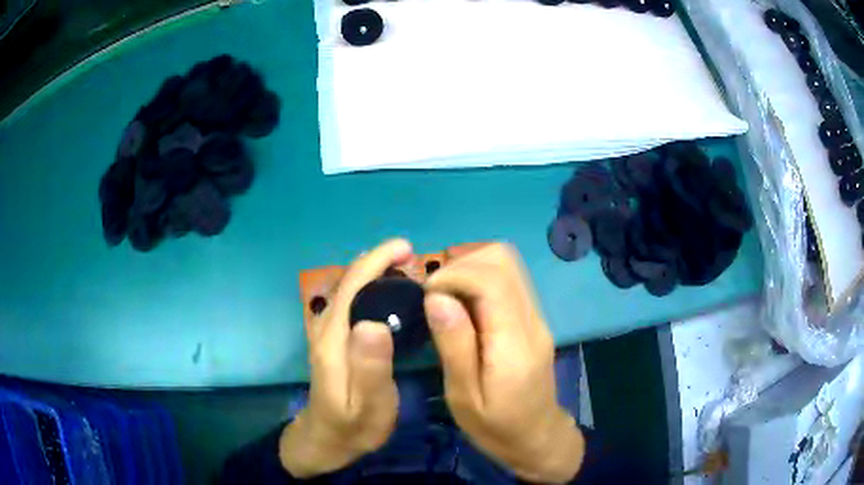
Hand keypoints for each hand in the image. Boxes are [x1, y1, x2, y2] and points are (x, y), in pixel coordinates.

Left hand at [279, 239, 412, 477]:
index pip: (352, 286)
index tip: (407, 249)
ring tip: (405, 271)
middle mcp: (326, 329)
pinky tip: (387, 295)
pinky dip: (368, 287)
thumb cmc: (353, 427)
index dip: (377, 261)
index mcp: (334, 339)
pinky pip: (350, 302)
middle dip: (378, 261)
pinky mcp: (332, 341)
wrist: (325, 440)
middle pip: (348, 282)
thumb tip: (374, 323)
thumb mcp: (369, 405)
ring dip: (373, 272)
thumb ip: (370, 367)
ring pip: (348, 289)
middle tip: (413, 259)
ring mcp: (326, 334)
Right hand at [424, 243, 584, 483]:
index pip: (492, 279)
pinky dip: (480, 275)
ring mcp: (536, 316)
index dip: (453, 274)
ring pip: (508, 262)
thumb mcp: (464, 396)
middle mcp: (531, 319)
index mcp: (514, 343)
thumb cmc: (495, 426)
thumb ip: (453, 344)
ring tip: (443, 290)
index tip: (425, 292)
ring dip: (471, 264)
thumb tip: (436, 296)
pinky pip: (509, 279)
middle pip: (504, 259)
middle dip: (461, 261)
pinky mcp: (533, 318)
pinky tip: (461, 298)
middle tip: (433, 288)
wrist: (537, 437)